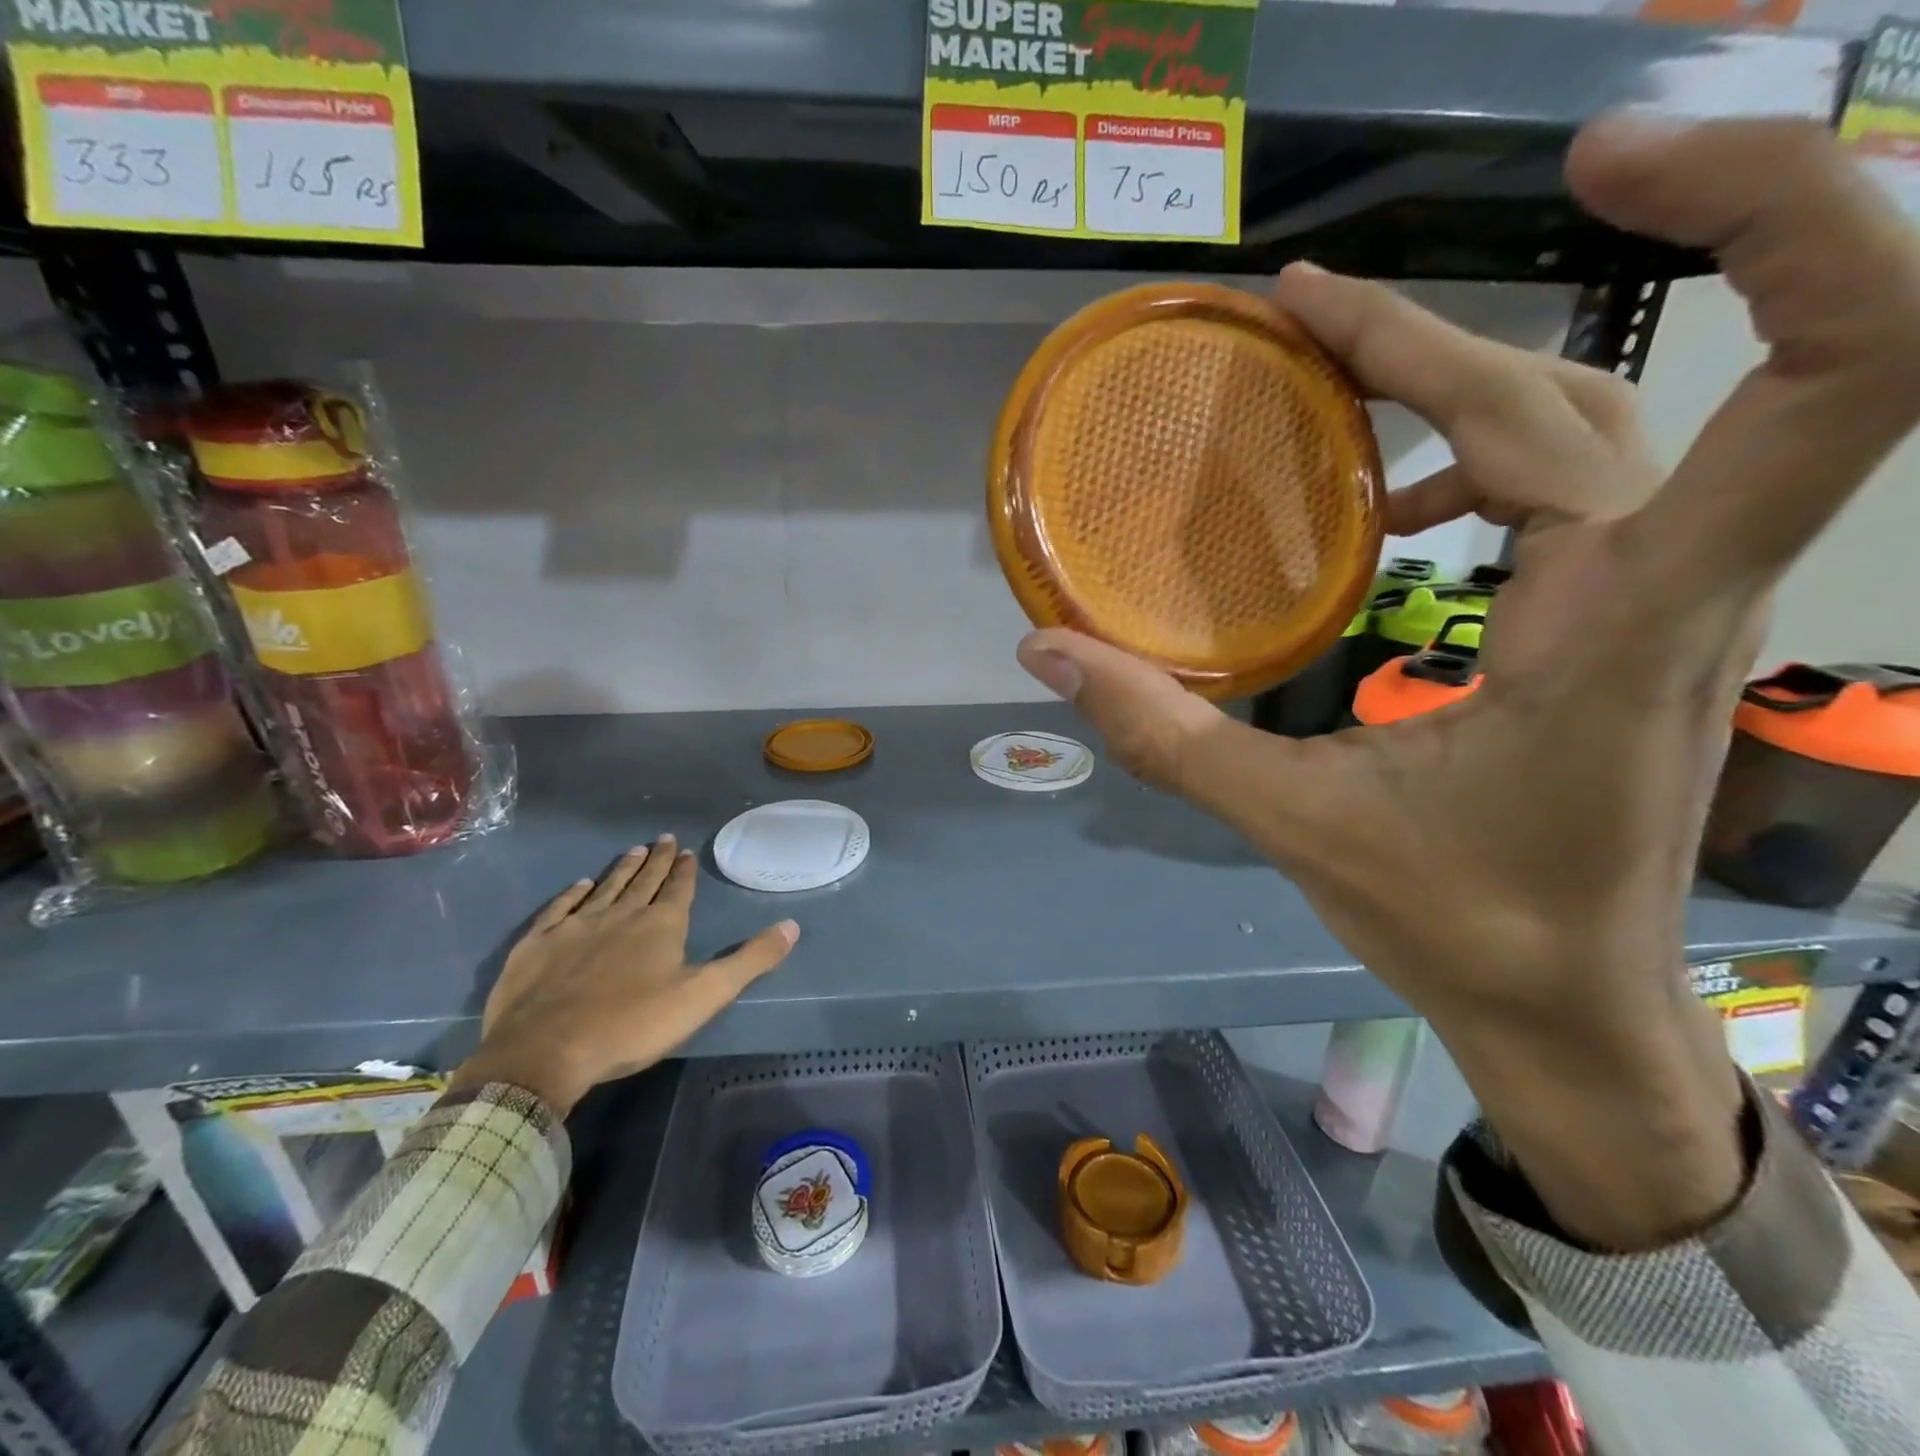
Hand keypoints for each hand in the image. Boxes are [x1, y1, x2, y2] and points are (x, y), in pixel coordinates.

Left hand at [451, 837, 798, 1115]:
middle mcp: (621, 915)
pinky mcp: (539, 943)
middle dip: (656, 860)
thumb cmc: (633, 1024)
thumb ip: (749, 960)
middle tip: (663, 838)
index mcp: (661, 926)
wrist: (546, 1050)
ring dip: (621, 869)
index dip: (684, 870)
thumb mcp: (704, 995)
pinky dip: (573, 894)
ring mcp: (576, 926)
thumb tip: (792, 926)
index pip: (678, 889)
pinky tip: (579, 885)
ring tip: (633, 850)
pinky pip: (561, 908)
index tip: (686, 850)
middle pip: (644, 881)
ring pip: (605, 888)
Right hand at [1018, 116, 1919, 1247]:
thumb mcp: (1294, 824)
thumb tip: (1046, 650)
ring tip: (1329, 370)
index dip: (1772, 218)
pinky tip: (1384, 504)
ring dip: (1454, 379)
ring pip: (1581, 426)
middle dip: (1440, 332)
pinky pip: (1559, 488)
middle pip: (1583, 391)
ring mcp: (1655, 597)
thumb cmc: (1455, 922)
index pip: (1830, 371)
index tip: (1601, 165)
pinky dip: (1467, 457)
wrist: (1563, 1003)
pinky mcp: (1622, 620)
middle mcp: (1668, 580)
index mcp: (1626, 618)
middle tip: (1297, 314)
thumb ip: (1166, 733)